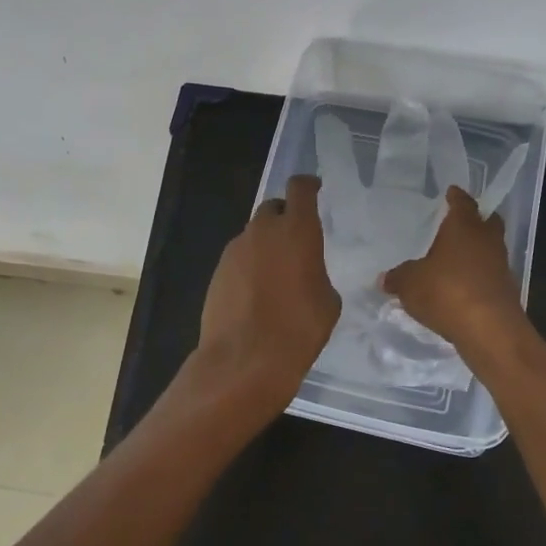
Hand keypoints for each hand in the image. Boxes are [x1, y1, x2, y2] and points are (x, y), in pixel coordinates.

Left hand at [195, 174, 340, 406]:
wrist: (244, 359)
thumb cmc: (298, 328)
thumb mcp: (328, 301)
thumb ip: (317, 273)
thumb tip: (306, 274)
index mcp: (297, 230)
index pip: (300, 189)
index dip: (307, 185)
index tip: (314, 189)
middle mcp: (263, 231)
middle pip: (273, 209)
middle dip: (285, 217)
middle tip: (296, 240)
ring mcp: (235, 250)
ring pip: (254, 235)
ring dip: (266, 245)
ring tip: (277, 274)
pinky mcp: (217, 271)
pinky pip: (239, 258)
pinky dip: (250, 266)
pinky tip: (257, 293)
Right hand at [380, 186, 525, 352]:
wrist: (489, 329)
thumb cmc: (447, 291)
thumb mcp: (410, 283)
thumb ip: (398, 277)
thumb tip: (384, 278)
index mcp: (464, 226)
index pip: (462, 202)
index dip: (456, 197)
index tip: (451, 192)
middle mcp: (486, 240)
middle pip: (486, 222)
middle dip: (474, 220)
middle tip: (457, 223)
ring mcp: (500, 265)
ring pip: (489, 249)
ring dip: (476, 251)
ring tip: (455, 259)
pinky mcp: (505, 290)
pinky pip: (489, 274)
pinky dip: (478, 276)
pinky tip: (461, 286)